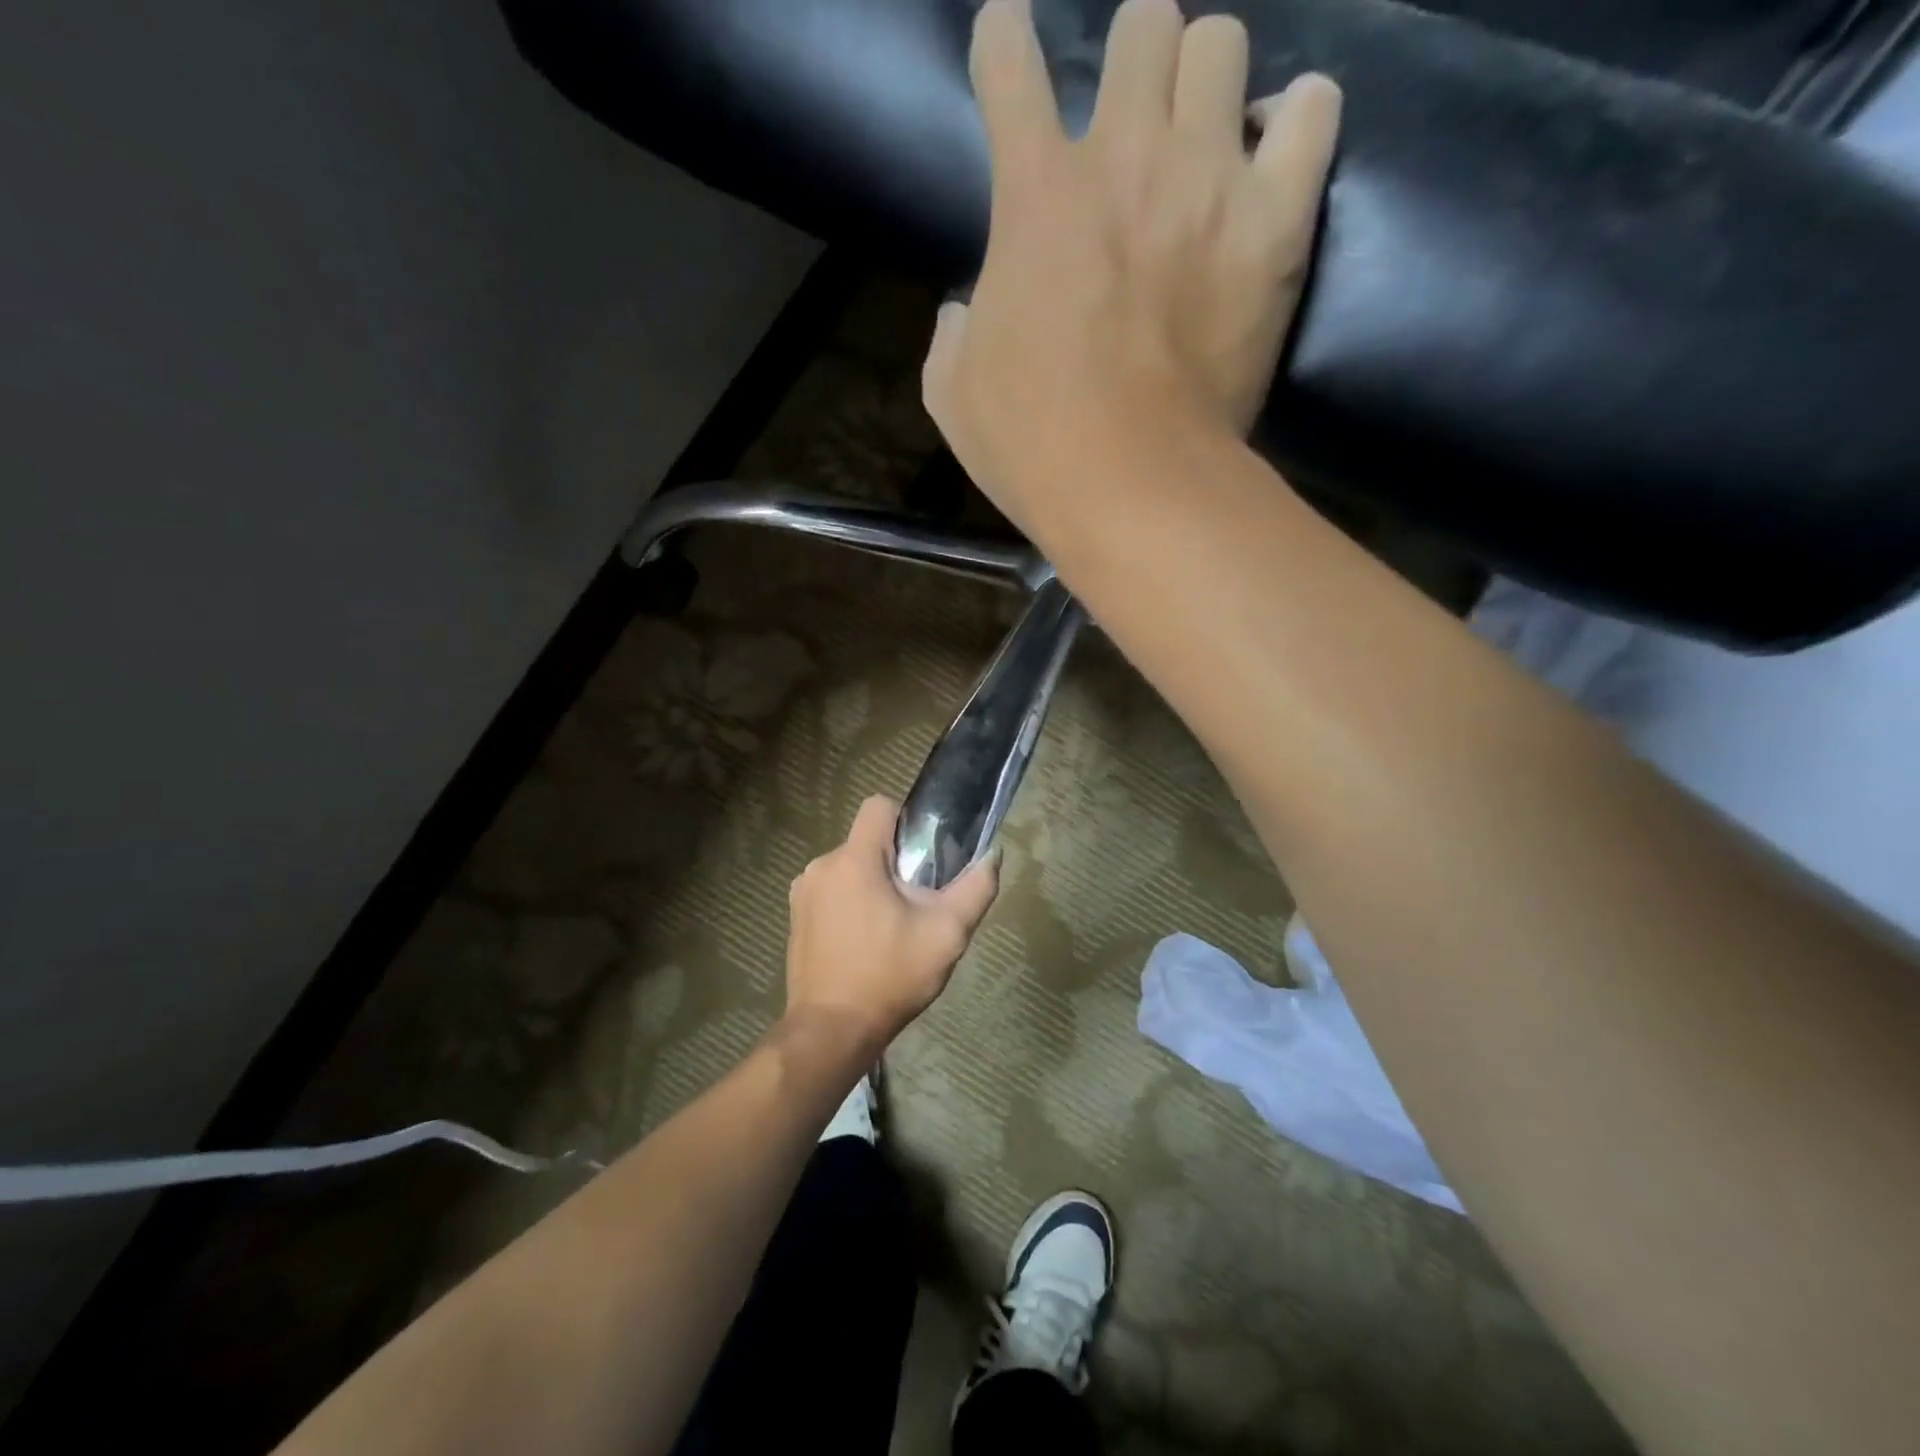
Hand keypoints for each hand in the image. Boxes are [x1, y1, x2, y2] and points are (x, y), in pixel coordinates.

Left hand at [784, 796, 1000, 1050]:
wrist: (832, 1031)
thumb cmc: (890, 976)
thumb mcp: (947, 933)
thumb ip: (976, 888)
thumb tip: (994, 854)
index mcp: (854, 859)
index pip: (878, 805)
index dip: (905, 820)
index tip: (923, 855)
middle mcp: (821, 866)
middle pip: (866, 842)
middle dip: (893, 863)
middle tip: (915, 903)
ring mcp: (802, 893)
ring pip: (848, 868)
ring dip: (870, 886)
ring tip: (890, 928)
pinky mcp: (794, 918)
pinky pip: (830, 893)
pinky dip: (848, 905)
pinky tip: (863, 943)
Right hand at [922, 0, 1340, 538]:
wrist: (1130, 483)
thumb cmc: (1031, 443)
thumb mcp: (953, 394)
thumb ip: (953, 332)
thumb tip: (965, 312)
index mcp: (1034, 192)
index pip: (1008, 62)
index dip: (1003, 43)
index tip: (1008, 44)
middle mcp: (1124, 154)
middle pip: (1143, 23)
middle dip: (1133, 58)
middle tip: (1135, 120)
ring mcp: (1208, 179)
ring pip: (1221, 45)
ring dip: (1206, 80)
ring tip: (1206, 137)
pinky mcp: (1275, 224)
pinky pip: (1311, 111)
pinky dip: (1297, 119)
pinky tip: (1276, 152)